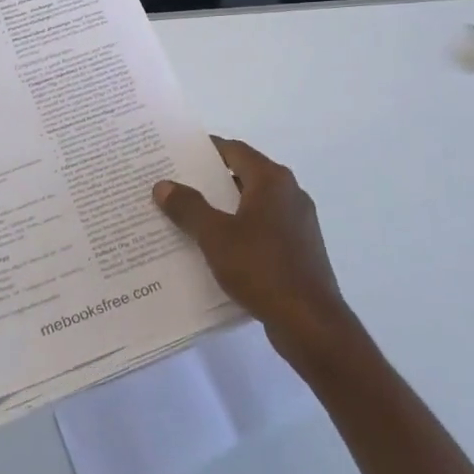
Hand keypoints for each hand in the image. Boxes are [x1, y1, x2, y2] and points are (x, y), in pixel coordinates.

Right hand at [154, 138, 355, 367]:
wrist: (310, 323)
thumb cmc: (262, 268)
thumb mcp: (215, 236)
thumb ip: (188, 207)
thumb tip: (163, 184)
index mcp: (272, 180)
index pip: (234, 150)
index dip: (205, 150)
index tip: (176, 155)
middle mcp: (289, 193)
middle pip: (243, 175)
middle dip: (209, 181)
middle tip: (175, 186)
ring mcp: (298, 222)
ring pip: (253, 205)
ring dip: (224, 209)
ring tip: (188, 218)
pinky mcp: (300, 249)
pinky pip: (263, 229)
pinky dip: (240, 231)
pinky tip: (217, 249)